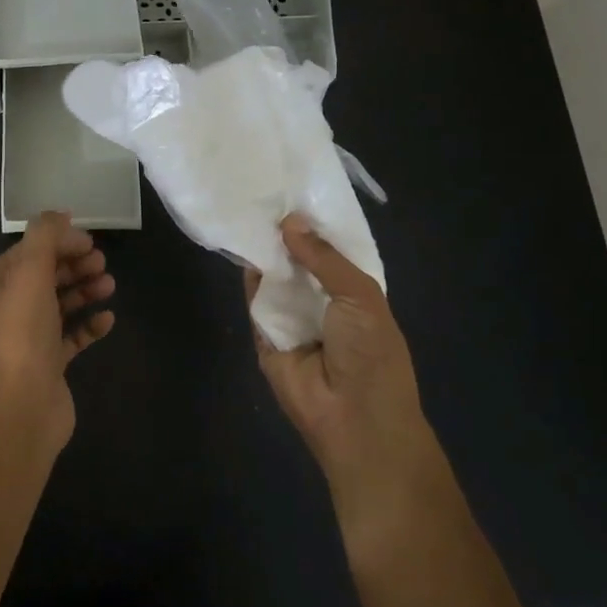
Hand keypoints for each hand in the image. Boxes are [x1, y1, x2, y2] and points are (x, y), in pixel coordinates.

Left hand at [0, 211, 114, 455]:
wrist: (24, 411)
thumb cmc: (23, 336)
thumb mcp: (30, 274)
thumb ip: (44, 237)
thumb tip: (59, 215)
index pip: (25, 252)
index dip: (57, 242)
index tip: (89, 241)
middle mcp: (4, 311)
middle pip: (43, 276)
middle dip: (72, 264)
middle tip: (101, 262)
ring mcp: (25, 340)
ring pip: (58, 304)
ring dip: (83, 290)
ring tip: (108, 285)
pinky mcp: (47, 364)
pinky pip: (70, 336)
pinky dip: (88, 324)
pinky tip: (107, 319)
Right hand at [247, 216, 438, 561]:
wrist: (353, 419)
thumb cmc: (372, 355)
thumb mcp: (361, 295)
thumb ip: (324, 257)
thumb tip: (289, 221)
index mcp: (353, 292)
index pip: (331, 251)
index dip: (315, 224)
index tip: (293, 187)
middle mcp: (321, 301)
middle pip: (298, 260)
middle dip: (284, 233)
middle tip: (261, 189)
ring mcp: (291, 318)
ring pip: (274, 276)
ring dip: (263, 250)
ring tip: (242, 205)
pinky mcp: (264, 335)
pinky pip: (254, 301)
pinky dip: (246, 277)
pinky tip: (235, 243)